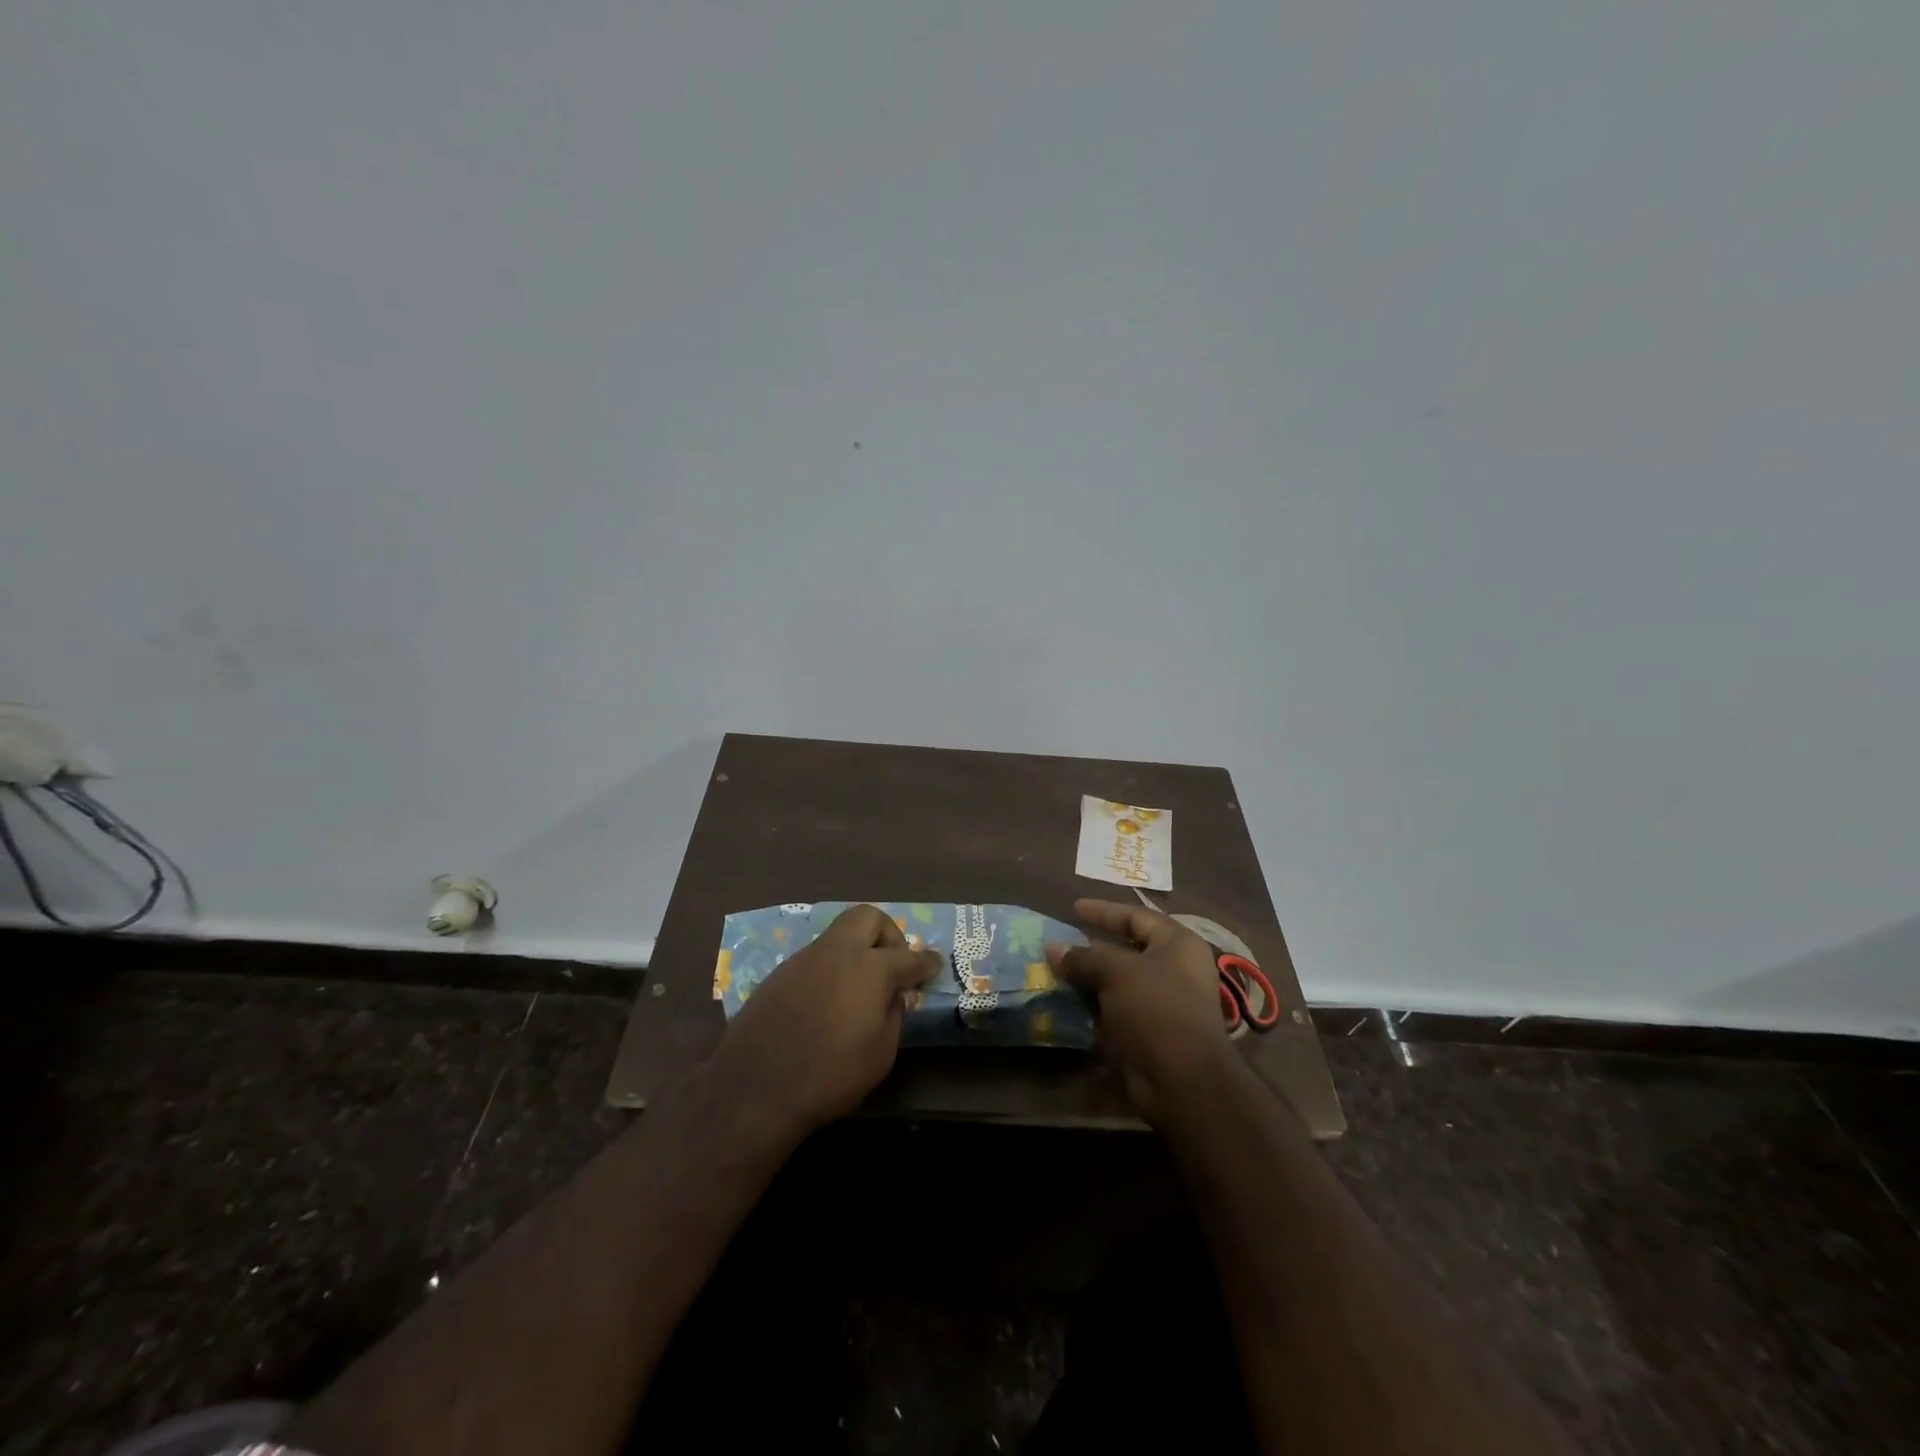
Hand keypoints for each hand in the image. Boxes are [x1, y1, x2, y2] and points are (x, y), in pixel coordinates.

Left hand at [711, 904, 942, 1133]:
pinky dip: (831, 968)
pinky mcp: (780, 973)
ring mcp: (805, 958)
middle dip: (887, 934)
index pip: (909, 958)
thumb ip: (893, 1015)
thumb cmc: (831, 1074)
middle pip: (868, 917)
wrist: (756, 1086)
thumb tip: (895, 995)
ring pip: (838, 935)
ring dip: (855, 950)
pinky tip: (828, 1000)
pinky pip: (815, 958)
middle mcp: (839, 952)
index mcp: (871, 968)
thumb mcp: (880, 1053)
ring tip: (859, 986)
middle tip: (892, 964)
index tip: (935, 963)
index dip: (926, 961)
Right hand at [1047, 898, 1231, 1120]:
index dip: (1103, 911)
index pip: (1136, 916)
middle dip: (1092, 946)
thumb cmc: (1156, 1008)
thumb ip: (1083, 957)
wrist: (1183, 1079)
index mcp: (1177, 944)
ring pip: (1119, 980)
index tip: (1072, 908)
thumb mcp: (1116, 973)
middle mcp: (1175, 968)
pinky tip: (1067, 1001)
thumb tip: (1051, 947)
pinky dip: (1094, 1003)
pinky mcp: (1151, 1030)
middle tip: (1060, 941)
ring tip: (1056, 970)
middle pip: (1127, 948)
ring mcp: (1164, 1001)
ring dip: (1090, 977)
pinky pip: (1117, 1007)